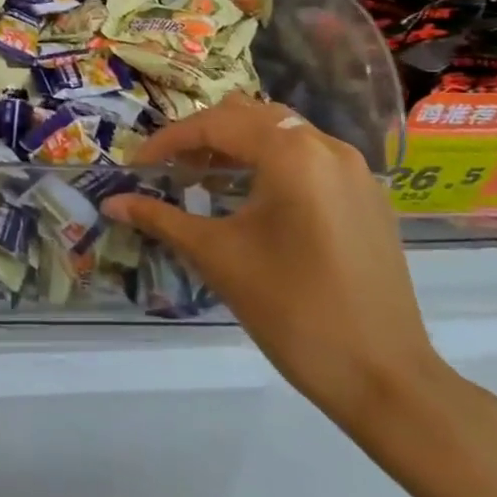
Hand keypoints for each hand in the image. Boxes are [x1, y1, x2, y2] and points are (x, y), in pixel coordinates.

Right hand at [104, 96, 447, 435]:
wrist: (385, 379)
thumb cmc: (292, 311)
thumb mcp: (218, 258)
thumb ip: (161, 219)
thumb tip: (111, 202)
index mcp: (292, 154)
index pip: (215, 125)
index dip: (168, 141)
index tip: (136, 165)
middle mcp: (327, 147)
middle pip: (248, 117)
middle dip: (202, 137)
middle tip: (169, 169)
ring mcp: (354, 170)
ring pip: (280, 133)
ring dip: (236, 146)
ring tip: (203, 179)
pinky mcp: (367, 196)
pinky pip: (307, 158)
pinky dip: (269, 163)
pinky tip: (250, 199)